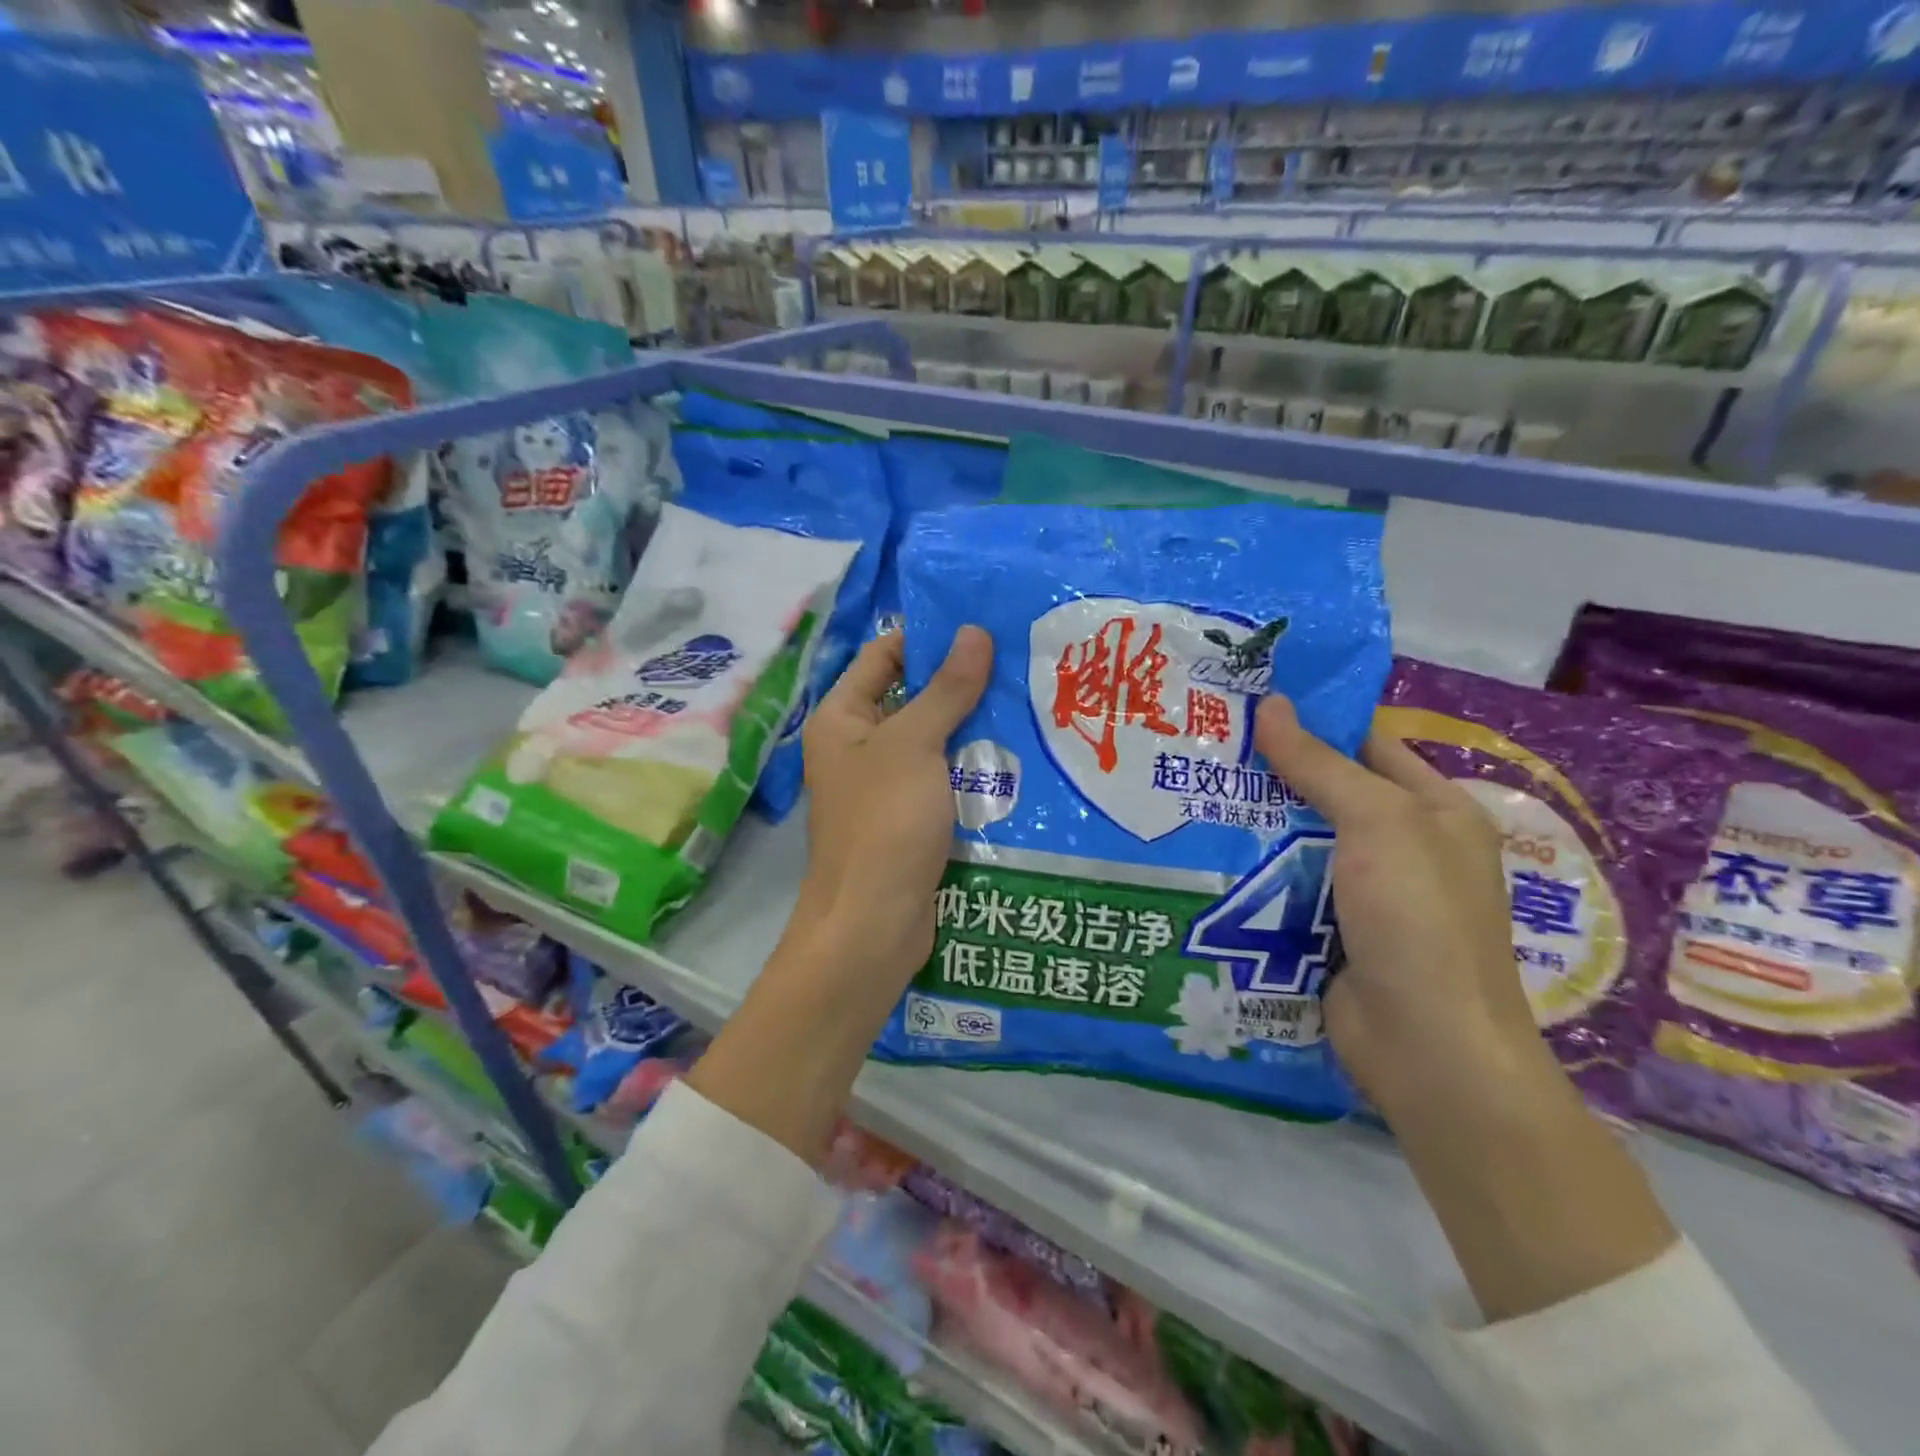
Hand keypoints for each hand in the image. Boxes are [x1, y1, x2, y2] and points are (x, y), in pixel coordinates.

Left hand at [796, 626, 992, 987]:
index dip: (928, 637)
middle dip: (962, 682)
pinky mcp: (912, 819)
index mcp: (842, 718)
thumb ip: (946, 689)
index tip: (984, 625)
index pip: (884, 656)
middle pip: (913, 697)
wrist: (873, 925)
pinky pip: (945, 779)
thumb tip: (973, 631)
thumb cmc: (884, 823)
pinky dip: (975, 767)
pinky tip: (1021, 756)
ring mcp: (886, 786)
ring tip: (1033, 700)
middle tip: (1021, 661)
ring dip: (975, 726)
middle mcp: (859, 746)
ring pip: (935, 741)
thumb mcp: (915, 745)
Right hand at [1254, 697, 1675, 1320]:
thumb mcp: (1378, 823)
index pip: (1367, 744)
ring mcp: (1365, 894)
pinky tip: (1203, 853)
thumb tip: (1272, 704)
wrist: (1424, 1046)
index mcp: (1434, 810)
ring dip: (1253, 824)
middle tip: (1202, 745)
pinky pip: (1285, 887)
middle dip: (1270, 772)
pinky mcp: (1329, 931)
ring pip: (1299, 841)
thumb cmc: (1416, 918)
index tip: (1247, 703)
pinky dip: (1252, 871)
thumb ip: (1321, 764)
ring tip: (1189, 792)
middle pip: (1326, 792)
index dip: (1313, 720)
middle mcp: (1403, 846)